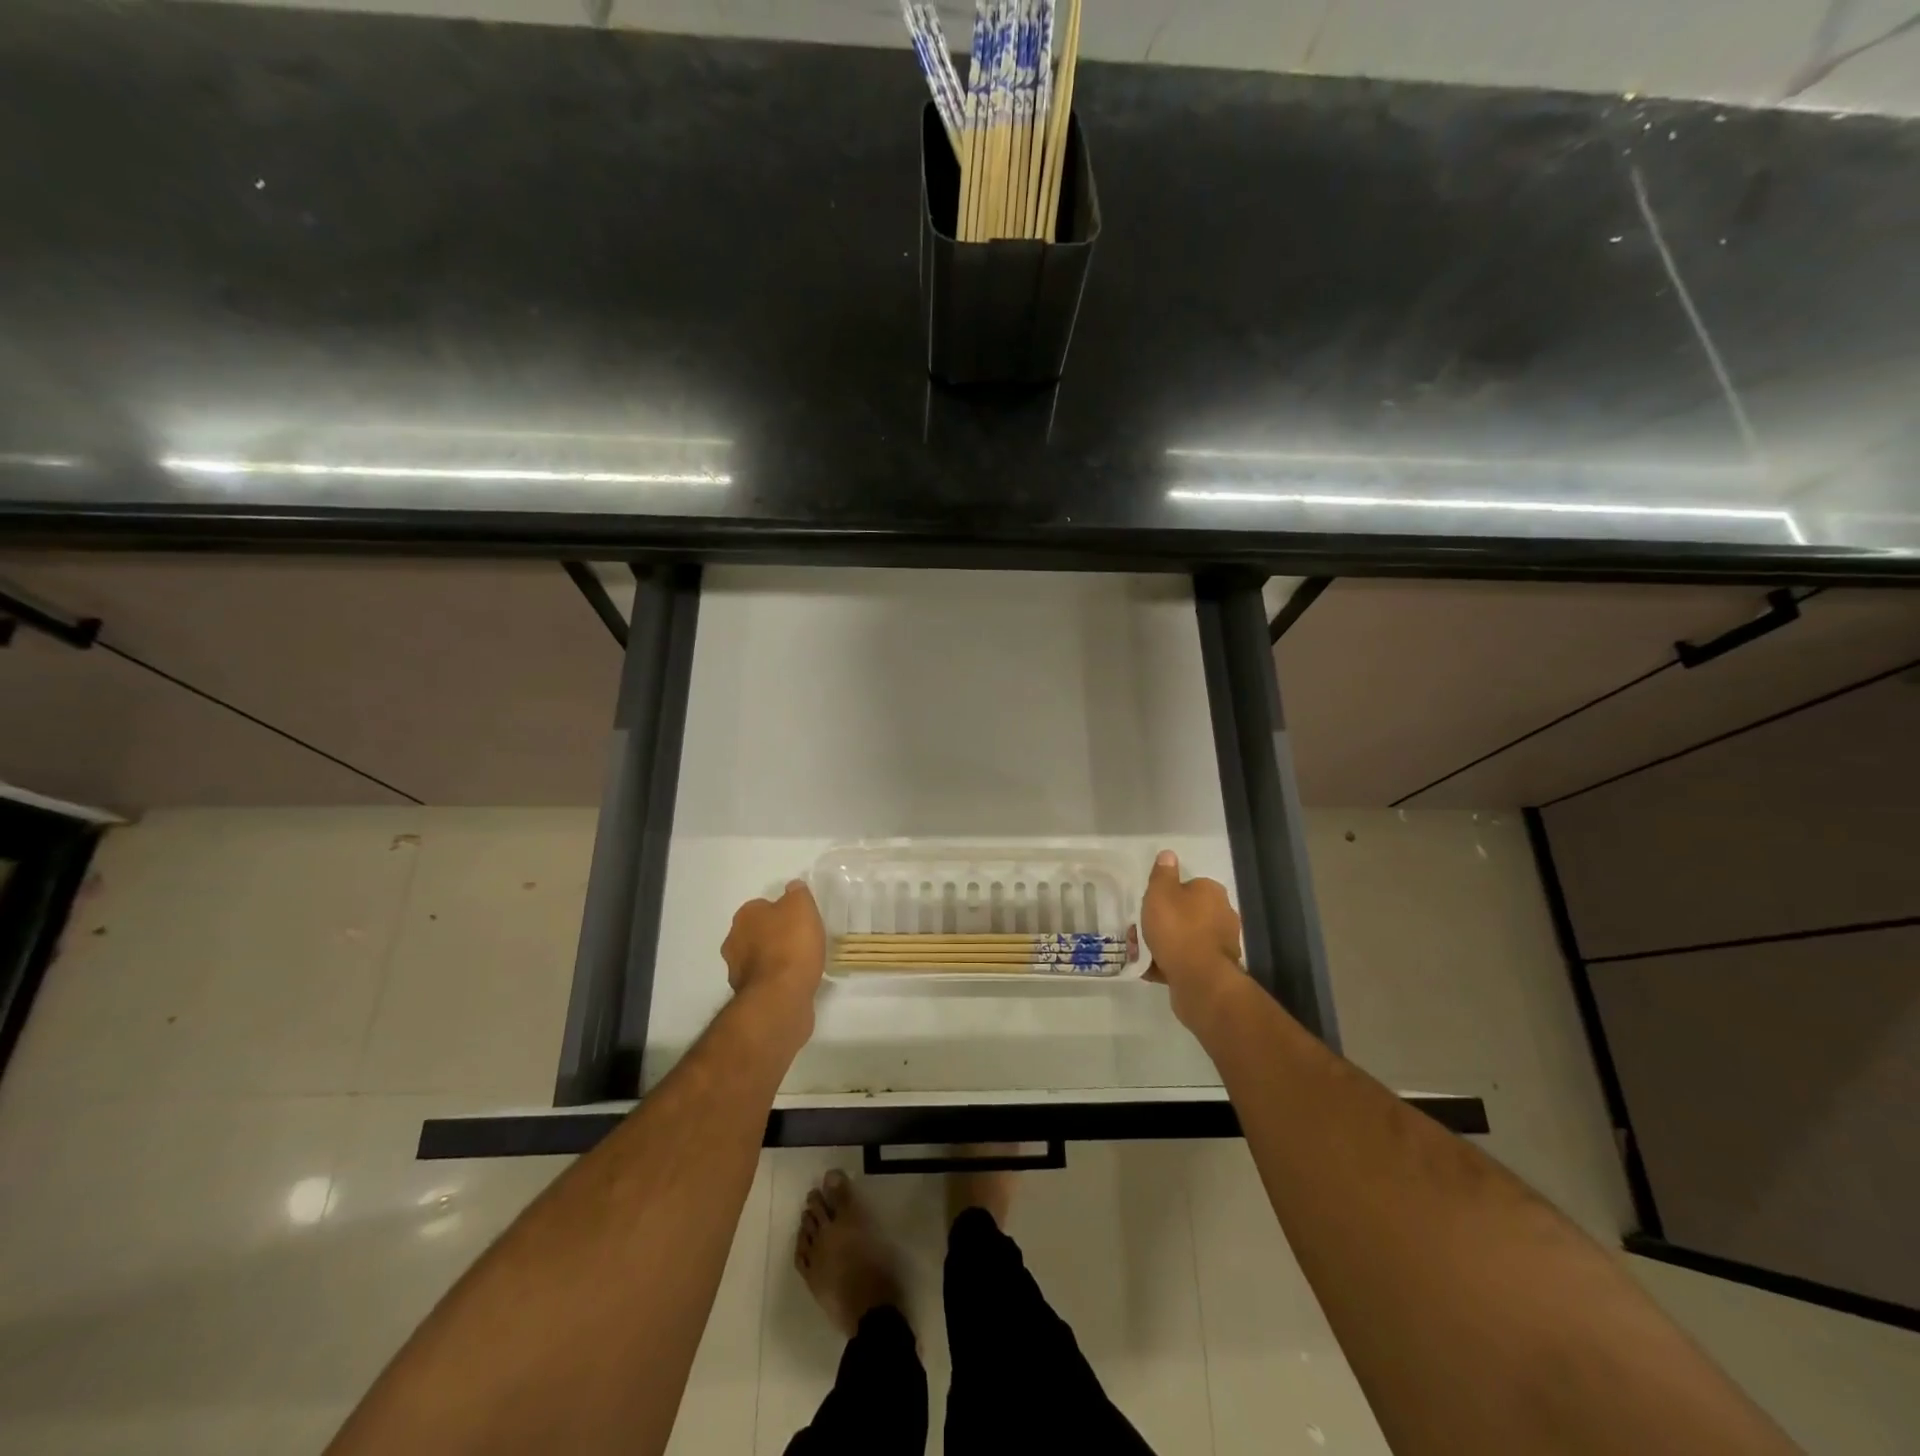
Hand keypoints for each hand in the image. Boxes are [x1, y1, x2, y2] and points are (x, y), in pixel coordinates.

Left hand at [722, 880, 826, 1031]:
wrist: (781, 997)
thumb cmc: (791, 945)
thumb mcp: (802, 906)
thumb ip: (797, 893)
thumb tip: (792, 887)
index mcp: (745, 916)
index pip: (762, 906)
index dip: (782, 911)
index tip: (800, 920)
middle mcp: (734, 941)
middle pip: (757, 932)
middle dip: (774, 935)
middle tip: (800, 940)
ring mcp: (737, 971)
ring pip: (758, 957)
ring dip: (773, 959)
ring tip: (800, 963)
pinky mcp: (747, 996)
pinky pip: (765, 980)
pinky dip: (776, 980)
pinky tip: (794, 982)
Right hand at [1142, 850, 1245, 1028]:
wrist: (1199, 980)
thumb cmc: (1178, 929)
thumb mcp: (1161, 894)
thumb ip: (1163, 874)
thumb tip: (1168, 854)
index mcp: (1212, 893)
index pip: (1189, 885)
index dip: (1167, 895)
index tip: (1150, 906)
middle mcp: (1223, 915)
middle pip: (1188, 913)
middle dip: (1166, 921)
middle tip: (1142, 930)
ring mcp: (1222, 944)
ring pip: (1187, 938)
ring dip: (1167, 944)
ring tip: (1142, 953)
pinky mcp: (1216, 969)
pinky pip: (1188, 961)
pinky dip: (1172, 963)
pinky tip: (1152, 970)